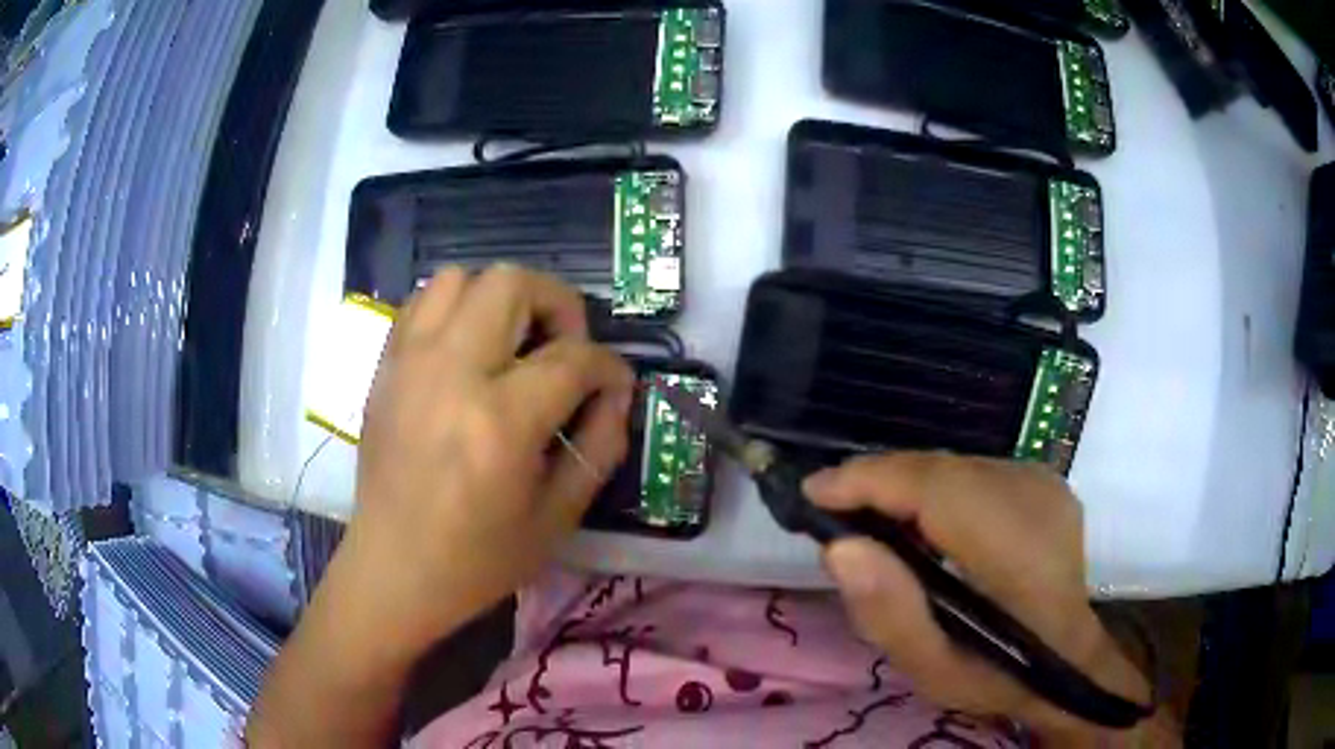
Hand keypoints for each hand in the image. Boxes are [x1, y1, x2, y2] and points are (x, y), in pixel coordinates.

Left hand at [350, 265, 634, 643]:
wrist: (393, 570)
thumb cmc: (479, 558)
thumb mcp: (559, 516)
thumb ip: (600, 444)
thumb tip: (615, 391)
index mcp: (499, 422)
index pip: (573, 358)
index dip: (609, 366)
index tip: (613, 385)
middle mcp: (450, 374)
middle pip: (512, 283)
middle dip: (557, 305)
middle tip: (563, 349)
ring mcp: (409, 363)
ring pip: (460, 277)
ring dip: (499, 298)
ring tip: (512, 343)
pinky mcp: (385, 367)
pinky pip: (421, 302)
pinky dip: (455, 308)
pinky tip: (467, 350)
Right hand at [805, 454, 1160, 743]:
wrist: (1068, 658)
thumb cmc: (999, 674)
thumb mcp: (935, 672)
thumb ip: (890, 614)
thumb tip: (842, 547)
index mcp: (1017, 550)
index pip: (935, 488)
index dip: (870, 481)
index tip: (813, 492)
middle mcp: (1035, 497)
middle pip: (940, 468)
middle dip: (878, 482)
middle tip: (832, 511)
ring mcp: (1044, 482)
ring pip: (953, 464)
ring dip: (904, 485)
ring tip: (868, 517)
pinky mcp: (1042, 480)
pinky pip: (972, 470)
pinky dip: (934, 487)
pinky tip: (919, 520)